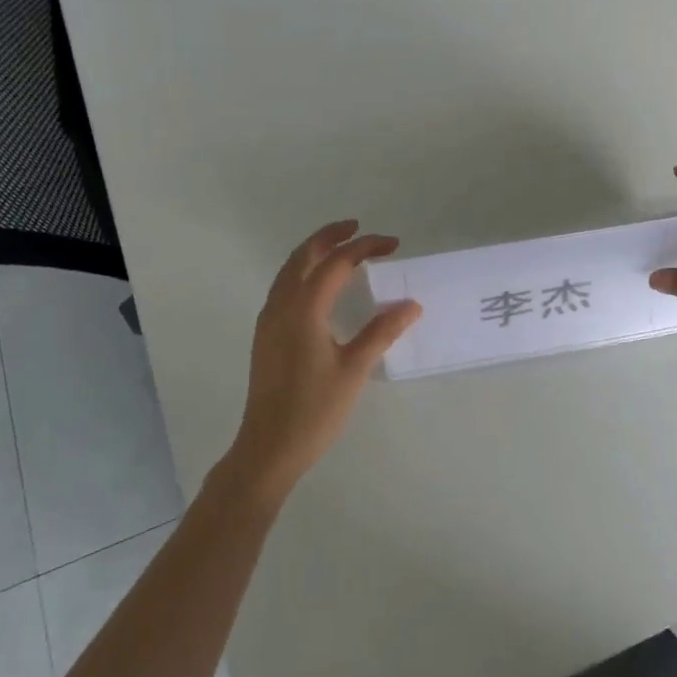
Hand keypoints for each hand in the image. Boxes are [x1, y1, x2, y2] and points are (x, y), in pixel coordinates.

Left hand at [222, 220, 420, 503]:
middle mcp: (281, 306)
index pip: (336, 263)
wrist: (268, 448)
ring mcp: (269, 321)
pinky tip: (320, 287)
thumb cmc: (314, 410)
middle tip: (359, 229)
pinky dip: (303, 272)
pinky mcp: (266, 336)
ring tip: (341, 248)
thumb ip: (381, 331)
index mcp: (303, 309)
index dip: (364, 247)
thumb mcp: (354, 369)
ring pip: (289, 270)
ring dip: (314, 252)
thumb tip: (411, 305)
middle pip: (303, 256)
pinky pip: (284, 287)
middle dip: (331, 236)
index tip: (392, 244)